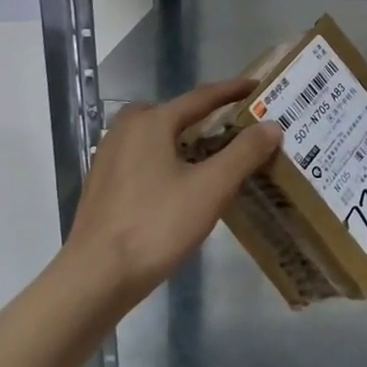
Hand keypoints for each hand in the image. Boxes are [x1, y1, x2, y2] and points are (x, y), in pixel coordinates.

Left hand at [63, 79, 282, 301]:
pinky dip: (165, 157)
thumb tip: (271, 125)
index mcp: (152, 122)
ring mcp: (109, 157)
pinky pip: (142, 156)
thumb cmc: (157, 225)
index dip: (232, 91)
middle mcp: (127, 130)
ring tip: (210, 155)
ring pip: (155, 135)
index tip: (257, 87)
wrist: (95, 279)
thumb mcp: (211, 188)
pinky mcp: (102, 184)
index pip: (201, 97)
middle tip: (233, 126)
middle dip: (204, 115)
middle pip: (174, 112)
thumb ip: (244, 152)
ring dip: (183, 138)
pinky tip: (179, 183)